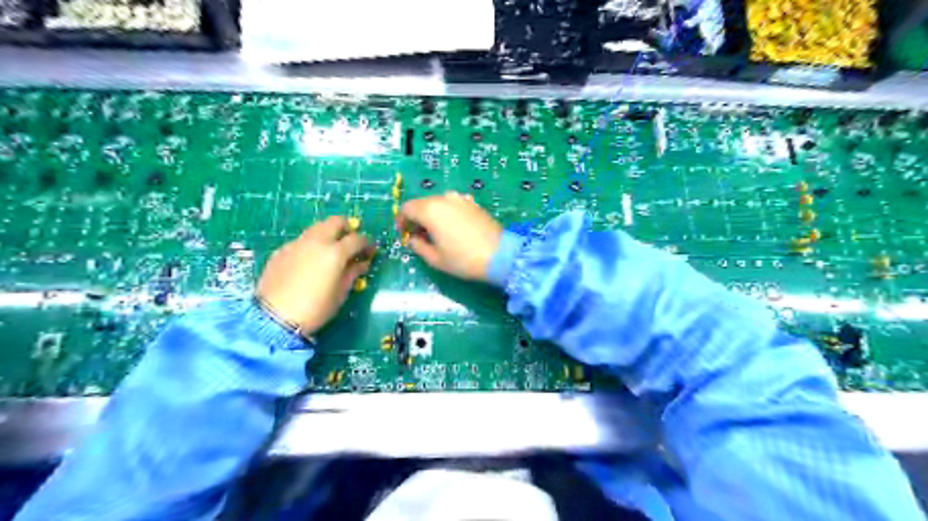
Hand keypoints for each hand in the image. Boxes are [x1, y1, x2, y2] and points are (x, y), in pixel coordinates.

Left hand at [254, 215, 374, 334]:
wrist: (274, 318)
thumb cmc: (315, 308)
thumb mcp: (340, 293)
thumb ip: (353, 273)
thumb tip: (362, 263)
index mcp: (335, 253)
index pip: (357, 239)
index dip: (367, 243)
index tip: (370, 251)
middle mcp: (316, 242)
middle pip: (335, 222)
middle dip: (347, 228)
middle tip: (351, 241)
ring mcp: (296, 244)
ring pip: (317, 228)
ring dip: (328, 234)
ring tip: (331, 250)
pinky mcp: (281, 251)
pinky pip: (302, 241)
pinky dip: (311, 245)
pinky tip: (311, 261)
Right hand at [398, 191, 500, 281]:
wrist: (499, 255)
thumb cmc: (463, 259)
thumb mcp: (435, 259)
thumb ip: (418, 246)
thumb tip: (414, 239)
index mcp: (430, 210)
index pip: (407, 208)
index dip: (402, 221)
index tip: (405, 234)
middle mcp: (444, 198)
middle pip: (422, 203)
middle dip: (416, 217)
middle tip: (419, 235)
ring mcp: (461, 199)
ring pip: (438, 202)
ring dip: (432, 214)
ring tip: (436, 233)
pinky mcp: (473, 203)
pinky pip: (453, 204)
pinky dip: (447, 213)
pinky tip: (453, 228)